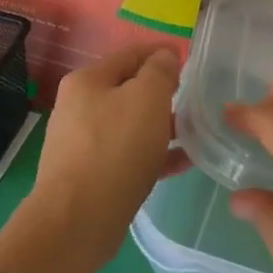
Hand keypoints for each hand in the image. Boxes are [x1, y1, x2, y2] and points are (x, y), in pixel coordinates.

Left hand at [26, 43, 189, 272]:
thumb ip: (160, 72)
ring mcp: (83, 143)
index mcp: (88, 81)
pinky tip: (183, 162)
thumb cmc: (115, 149)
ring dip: (162, 125)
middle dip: (162, 92)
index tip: (189, 58)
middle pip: (129, 89)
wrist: (77, 221)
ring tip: (196, 132)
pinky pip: (129, 155)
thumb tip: (164, 56)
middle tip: (195, 98)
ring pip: (131, 124)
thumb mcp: (147, 99)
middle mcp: (79, 107)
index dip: (161, 52)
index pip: (130, 54)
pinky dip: (154, 154)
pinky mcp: (91, 175)